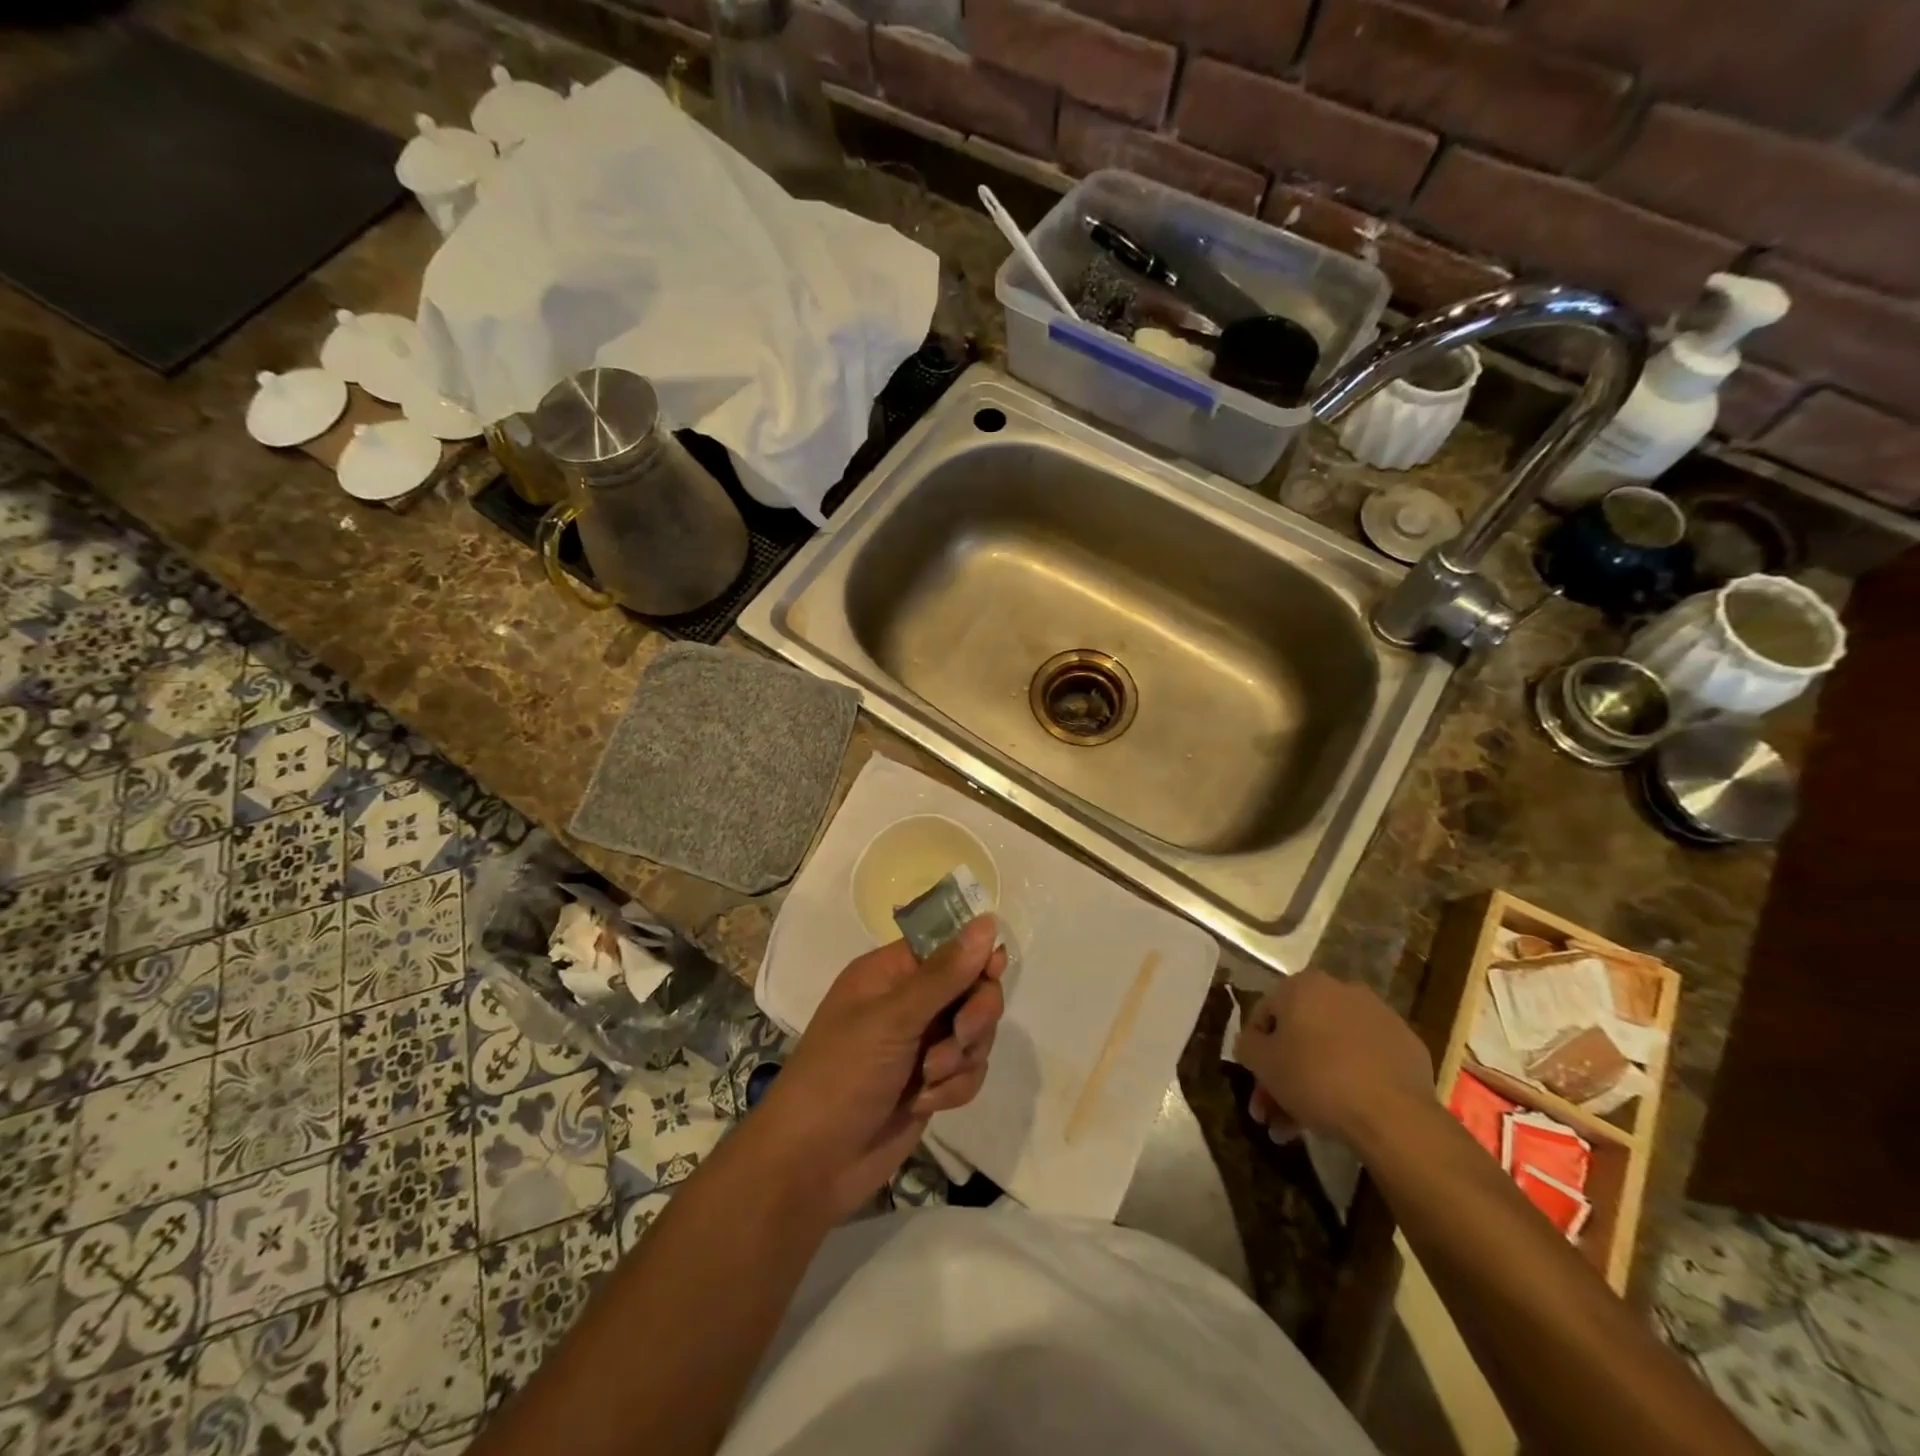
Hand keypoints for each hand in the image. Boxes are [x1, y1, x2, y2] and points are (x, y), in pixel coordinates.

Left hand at [753, 917, 1006, 1220]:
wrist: (812, 1166)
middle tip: (960, 1035)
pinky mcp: (931, 1082)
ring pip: (975, 1032)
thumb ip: (944, 974)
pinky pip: (969, 1070)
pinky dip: (956, 1086)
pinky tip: (927, 1102)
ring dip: (961, 1056)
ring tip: (928, 1079)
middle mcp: (908, 1002)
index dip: (974, 956)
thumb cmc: (841, 1076)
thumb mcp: (892, 1019)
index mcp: (890, 973)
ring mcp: (921, 1044)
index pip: (947, 946)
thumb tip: (987, 922)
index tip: (993, 972)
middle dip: (974, 1014)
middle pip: (971, 988)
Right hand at [1234, 970, 1433, 1147]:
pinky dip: (1350, 1079)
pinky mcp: (1407, 1045)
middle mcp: (1341, 989)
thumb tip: (1252, 1042)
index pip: (1266, 1013)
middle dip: (1284, 1074)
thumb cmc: (1315, 1078)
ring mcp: (1378, 1016)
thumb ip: (1247, 1044)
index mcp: (1303, 985)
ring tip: (1303, 1126)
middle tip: (1275, 1111)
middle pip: (1301, 1034)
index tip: (1256, 1080)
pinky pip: (1365, 1060)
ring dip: (1314, 1081)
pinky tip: (1343, 1112)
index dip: (1256, 1049)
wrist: (1393, 1115)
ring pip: (1332, 1048)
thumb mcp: (1261, 1062)